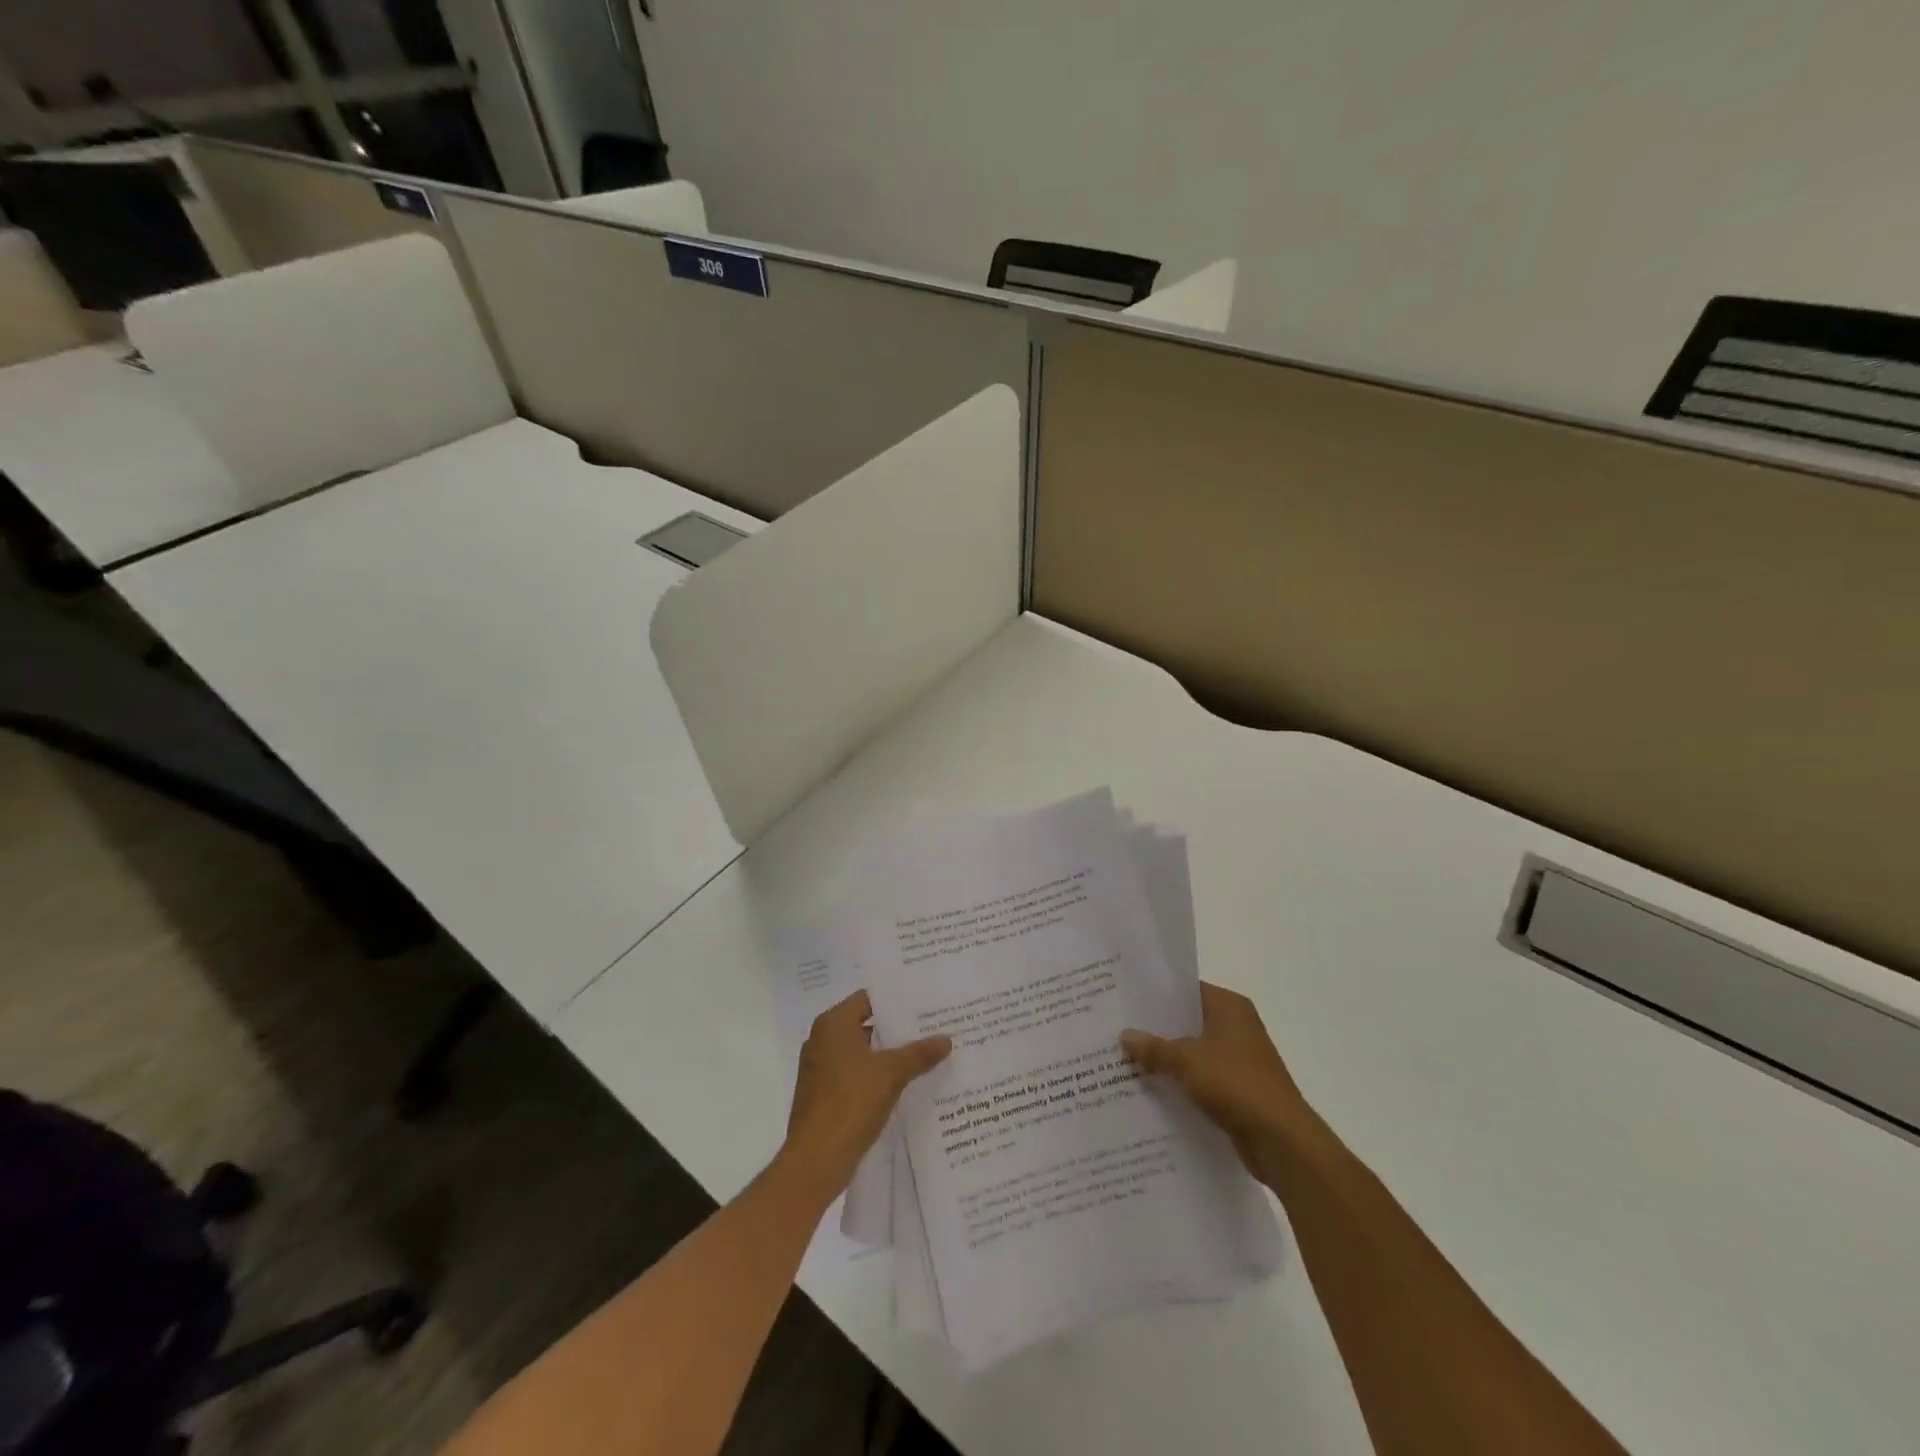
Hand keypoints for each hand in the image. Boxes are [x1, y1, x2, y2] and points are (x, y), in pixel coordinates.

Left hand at [782, 990, 950, 1197]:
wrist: (816, 1160)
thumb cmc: (851, 1102)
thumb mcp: (891, 1073)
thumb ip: (919, 1053)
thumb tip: (946, 1039)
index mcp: (833, 1024)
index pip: (868, 999)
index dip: (896, 1001)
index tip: (924, 1003)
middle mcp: (822, 1040)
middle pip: (865, 1025)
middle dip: (896, 1029)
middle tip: (931, 1028)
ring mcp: (820, 1069)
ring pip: (861, 1052)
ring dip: (888, 1055)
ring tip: (924, 1055)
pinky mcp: (823, 1095)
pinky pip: (855, 1075)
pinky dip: (876, 1076)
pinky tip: (904, 1084)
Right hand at [1121, 982, 1316, 1185]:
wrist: (1282, 1142)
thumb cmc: (1236, 1084)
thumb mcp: (1186, 1060)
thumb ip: (1154, 1047)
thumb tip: (1125, 1036)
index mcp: (1229, 1007)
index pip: (1186, 989)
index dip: (1156, 992)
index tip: (1124, 996)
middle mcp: (1236, 1027)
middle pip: (1187, 1020)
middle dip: (1155, 1027)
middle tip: (1116, 1027)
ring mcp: (1238, 1059)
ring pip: (1192, 1051)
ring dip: (1166, 1058)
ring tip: (1124, 1058)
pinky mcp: (1237, 1089)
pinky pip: (1199, 1078)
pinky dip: (1179, 1081)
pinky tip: (1149, 1088)